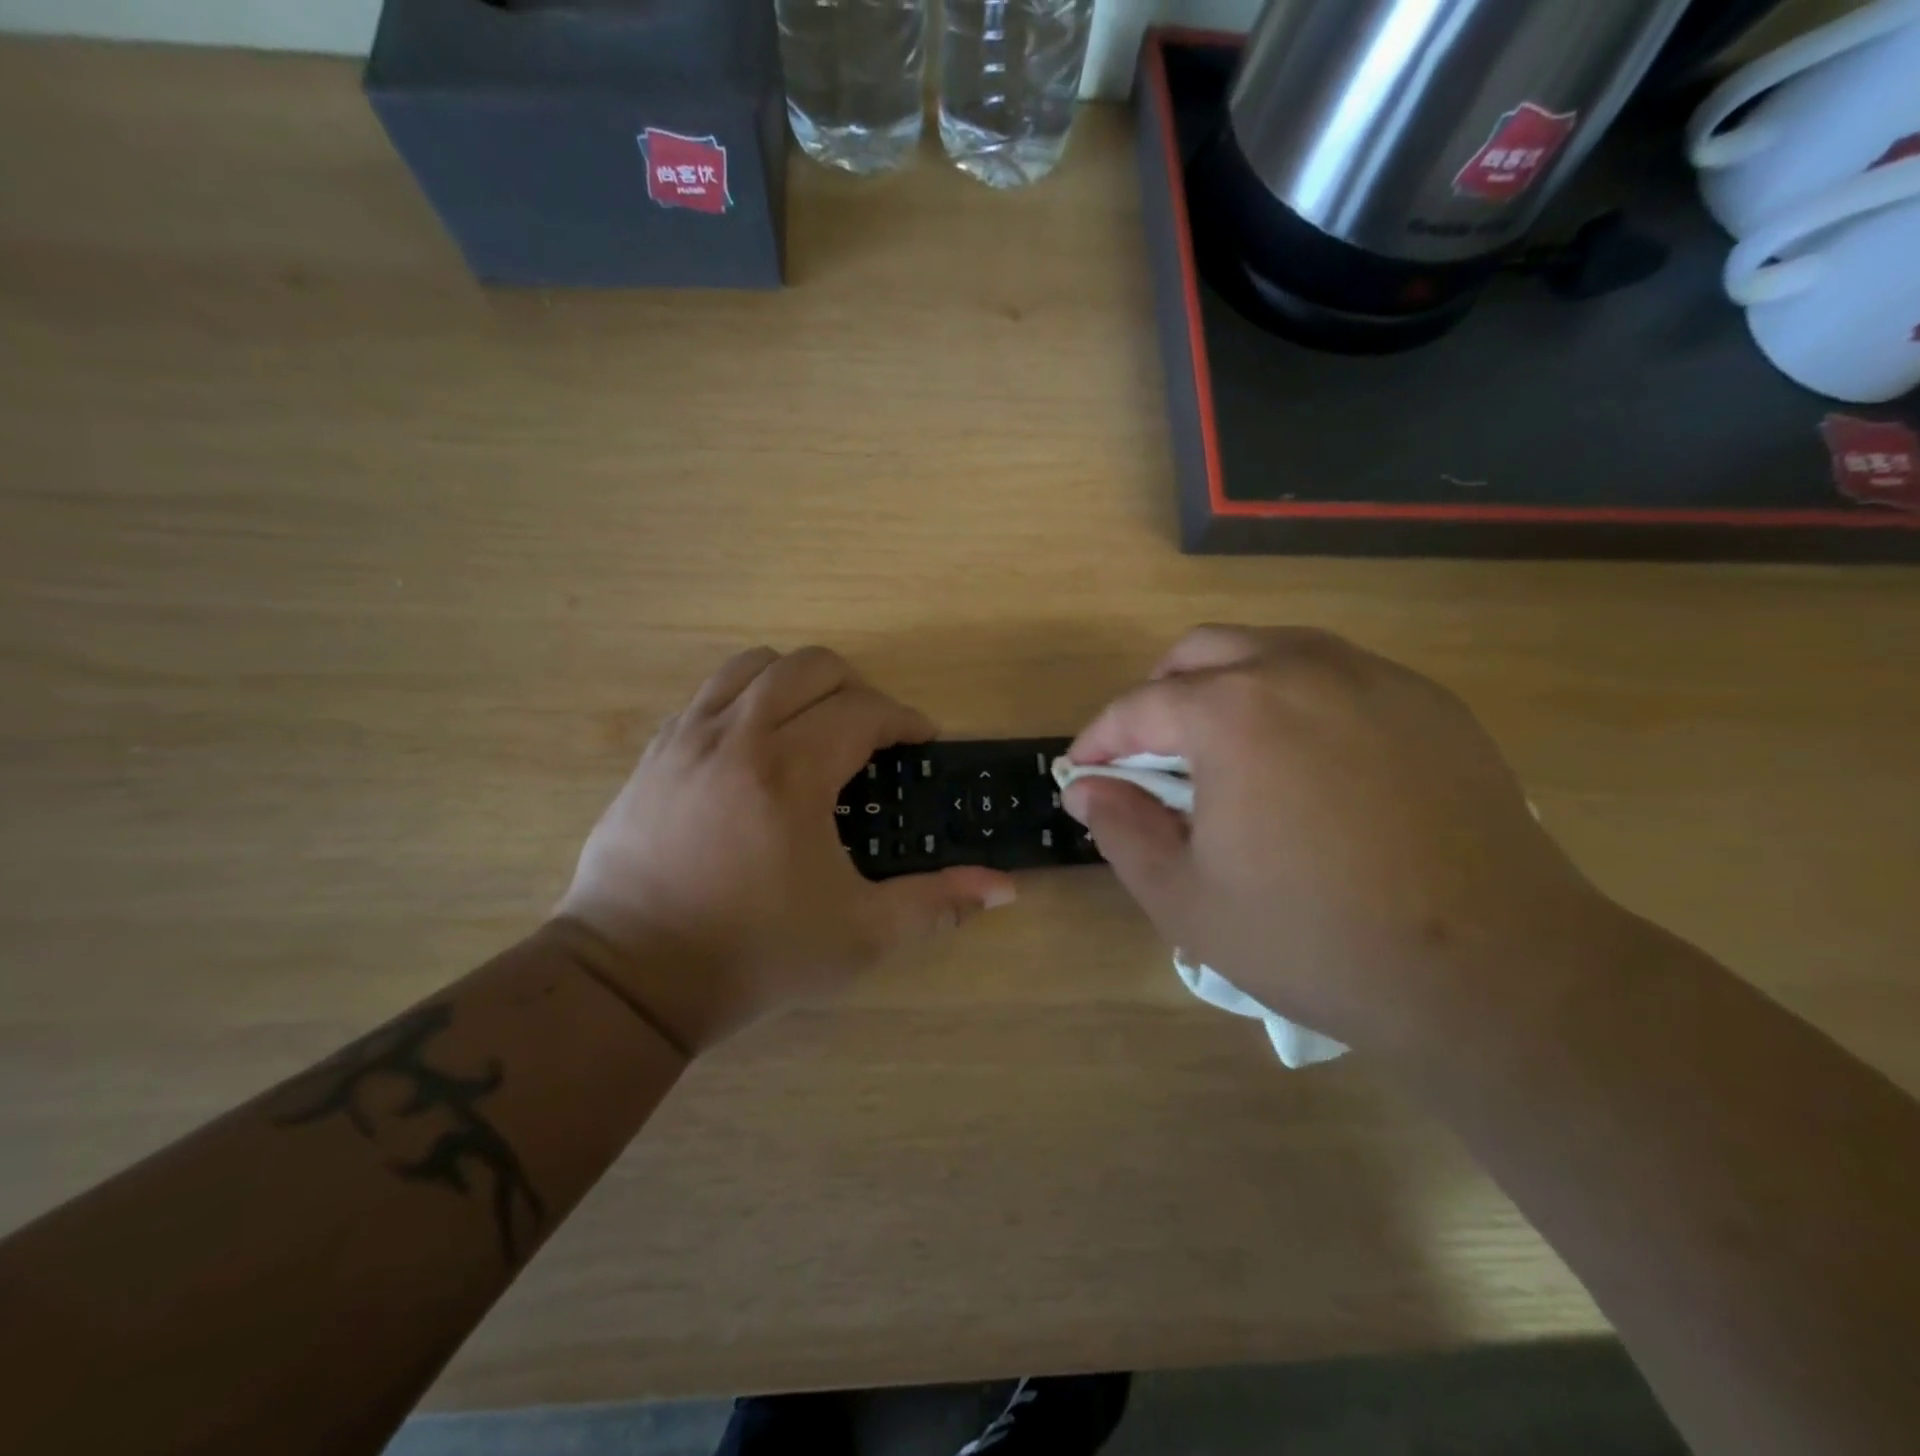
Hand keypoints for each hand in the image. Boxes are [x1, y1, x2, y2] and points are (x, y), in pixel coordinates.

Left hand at [555, 648, 1015, 1052]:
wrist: (632, 978)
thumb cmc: (753, 954)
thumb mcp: (859, 935)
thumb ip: (936, 903)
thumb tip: (1005, 886)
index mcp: (791, 772)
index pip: (863, 711)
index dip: (904, 718)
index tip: (922, 739)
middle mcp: (738, 737)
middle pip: (810, 667)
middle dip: (856, 688)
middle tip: (872, 733)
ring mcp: (688, 738)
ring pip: (753, 665)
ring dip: (797, 681)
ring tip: (814, 723)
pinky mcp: (654, 753)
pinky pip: (709, 693)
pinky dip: (746, 696)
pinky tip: (756, 742)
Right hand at [1063, 626, 1623, 1055]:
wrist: (1494, 971)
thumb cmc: (1315, 938)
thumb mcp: (1185, 899)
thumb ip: (1121, 829)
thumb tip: (1088, 788)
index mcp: (1233, 711)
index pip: (1139, 706)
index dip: (1099, 740)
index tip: (1082, 771)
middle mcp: (1300, 668)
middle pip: (1201, 651)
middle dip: (1158, 695)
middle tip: (1149, 754)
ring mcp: (1374, 677)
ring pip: (1271, 650)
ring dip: (1225, 687)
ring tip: (1222, 751)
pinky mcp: (1428, 702)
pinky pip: (1337, 675)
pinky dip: (1293, 698)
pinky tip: (1303, 761)